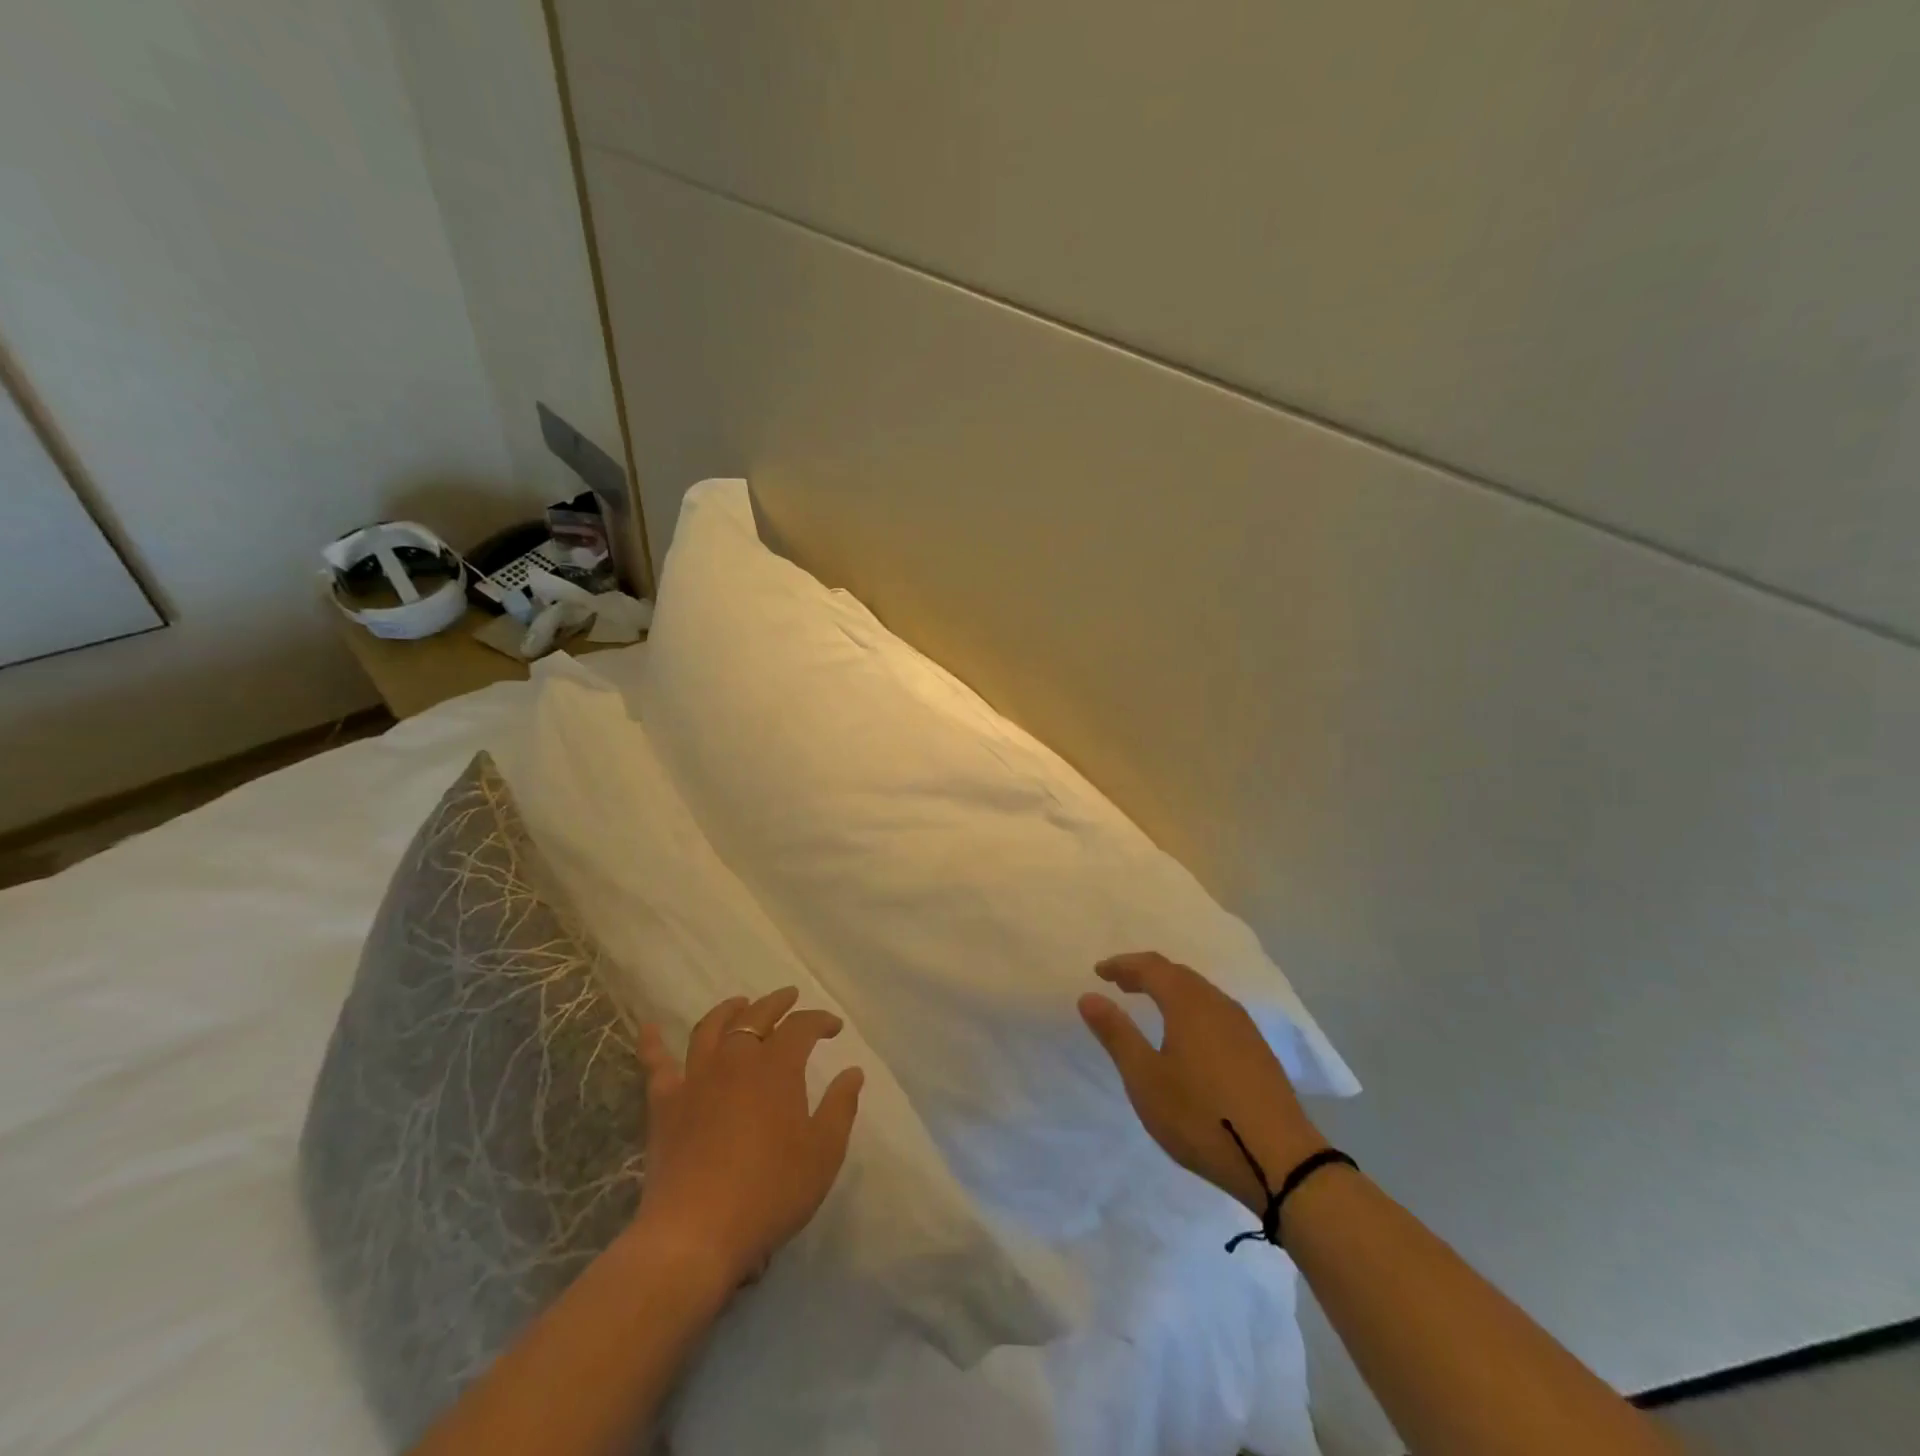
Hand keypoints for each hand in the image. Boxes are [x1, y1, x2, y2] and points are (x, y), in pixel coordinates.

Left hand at [632, 988, 863, 1289]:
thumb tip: (853, 1072)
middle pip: (756, 1017)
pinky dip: (652, 1043)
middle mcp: (736, 1060)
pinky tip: (649, 1027)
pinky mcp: (665, 1104)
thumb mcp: (823, 1153)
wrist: (696, 1234)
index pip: (802, 1027)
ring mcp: (696, 1079)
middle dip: (777, 1003)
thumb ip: (840, 1107)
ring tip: (740, 1003)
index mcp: (777, 1067)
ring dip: (728, 1010)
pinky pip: (656, 1065)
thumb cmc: (770, 1192)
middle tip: (790, 997)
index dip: (820, 1021)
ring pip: (711, 1029)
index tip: (834, 1028)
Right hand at [1079, 952, 1326, 1213]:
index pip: (1151, 967)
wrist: (1280, 1161)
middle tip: (1120, 983)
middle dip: (1146, 973)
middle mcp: (1218, 1004)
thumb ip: (1116, 1033)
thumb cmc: (1200, 1116)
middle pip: (1178, 974)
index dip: (1122, 965)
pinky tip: (1187, 1034)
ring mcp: (1243, 1026)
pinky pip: (1215, 1011)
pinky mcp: (1257, 1050)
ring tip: (1149, 1004)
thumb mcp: (1145, 1078)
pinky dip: (1190, 1008)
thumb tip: (1089, 996)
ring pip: (1200, 992)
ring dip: (1170, 990)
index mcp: (1188, 1003)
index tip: (1099, 972)